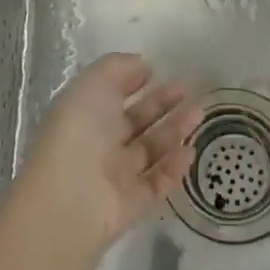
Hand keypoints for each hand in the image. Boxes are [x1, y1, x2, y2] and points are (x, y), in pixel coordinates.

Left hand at [20, 53, 200, 253]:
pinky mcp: (132, 204)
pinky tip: (190, 150)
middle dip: (161, 103)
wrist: (70, 198)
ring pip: (150, 149)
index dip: (132, 81)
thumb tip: (141, 65)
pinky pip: (157, 182)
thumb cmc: (79, 130)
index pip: (111, 94)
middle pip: (135, 121)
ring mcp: (115, 175)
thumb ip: (119, 68)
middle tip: (188, 88)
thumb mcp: (95, 83)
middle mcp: (99, 143)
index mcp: (84, 113)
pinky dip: (174, 168)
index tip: (156, 70)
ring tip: (199, 113)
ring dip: (174, 130)